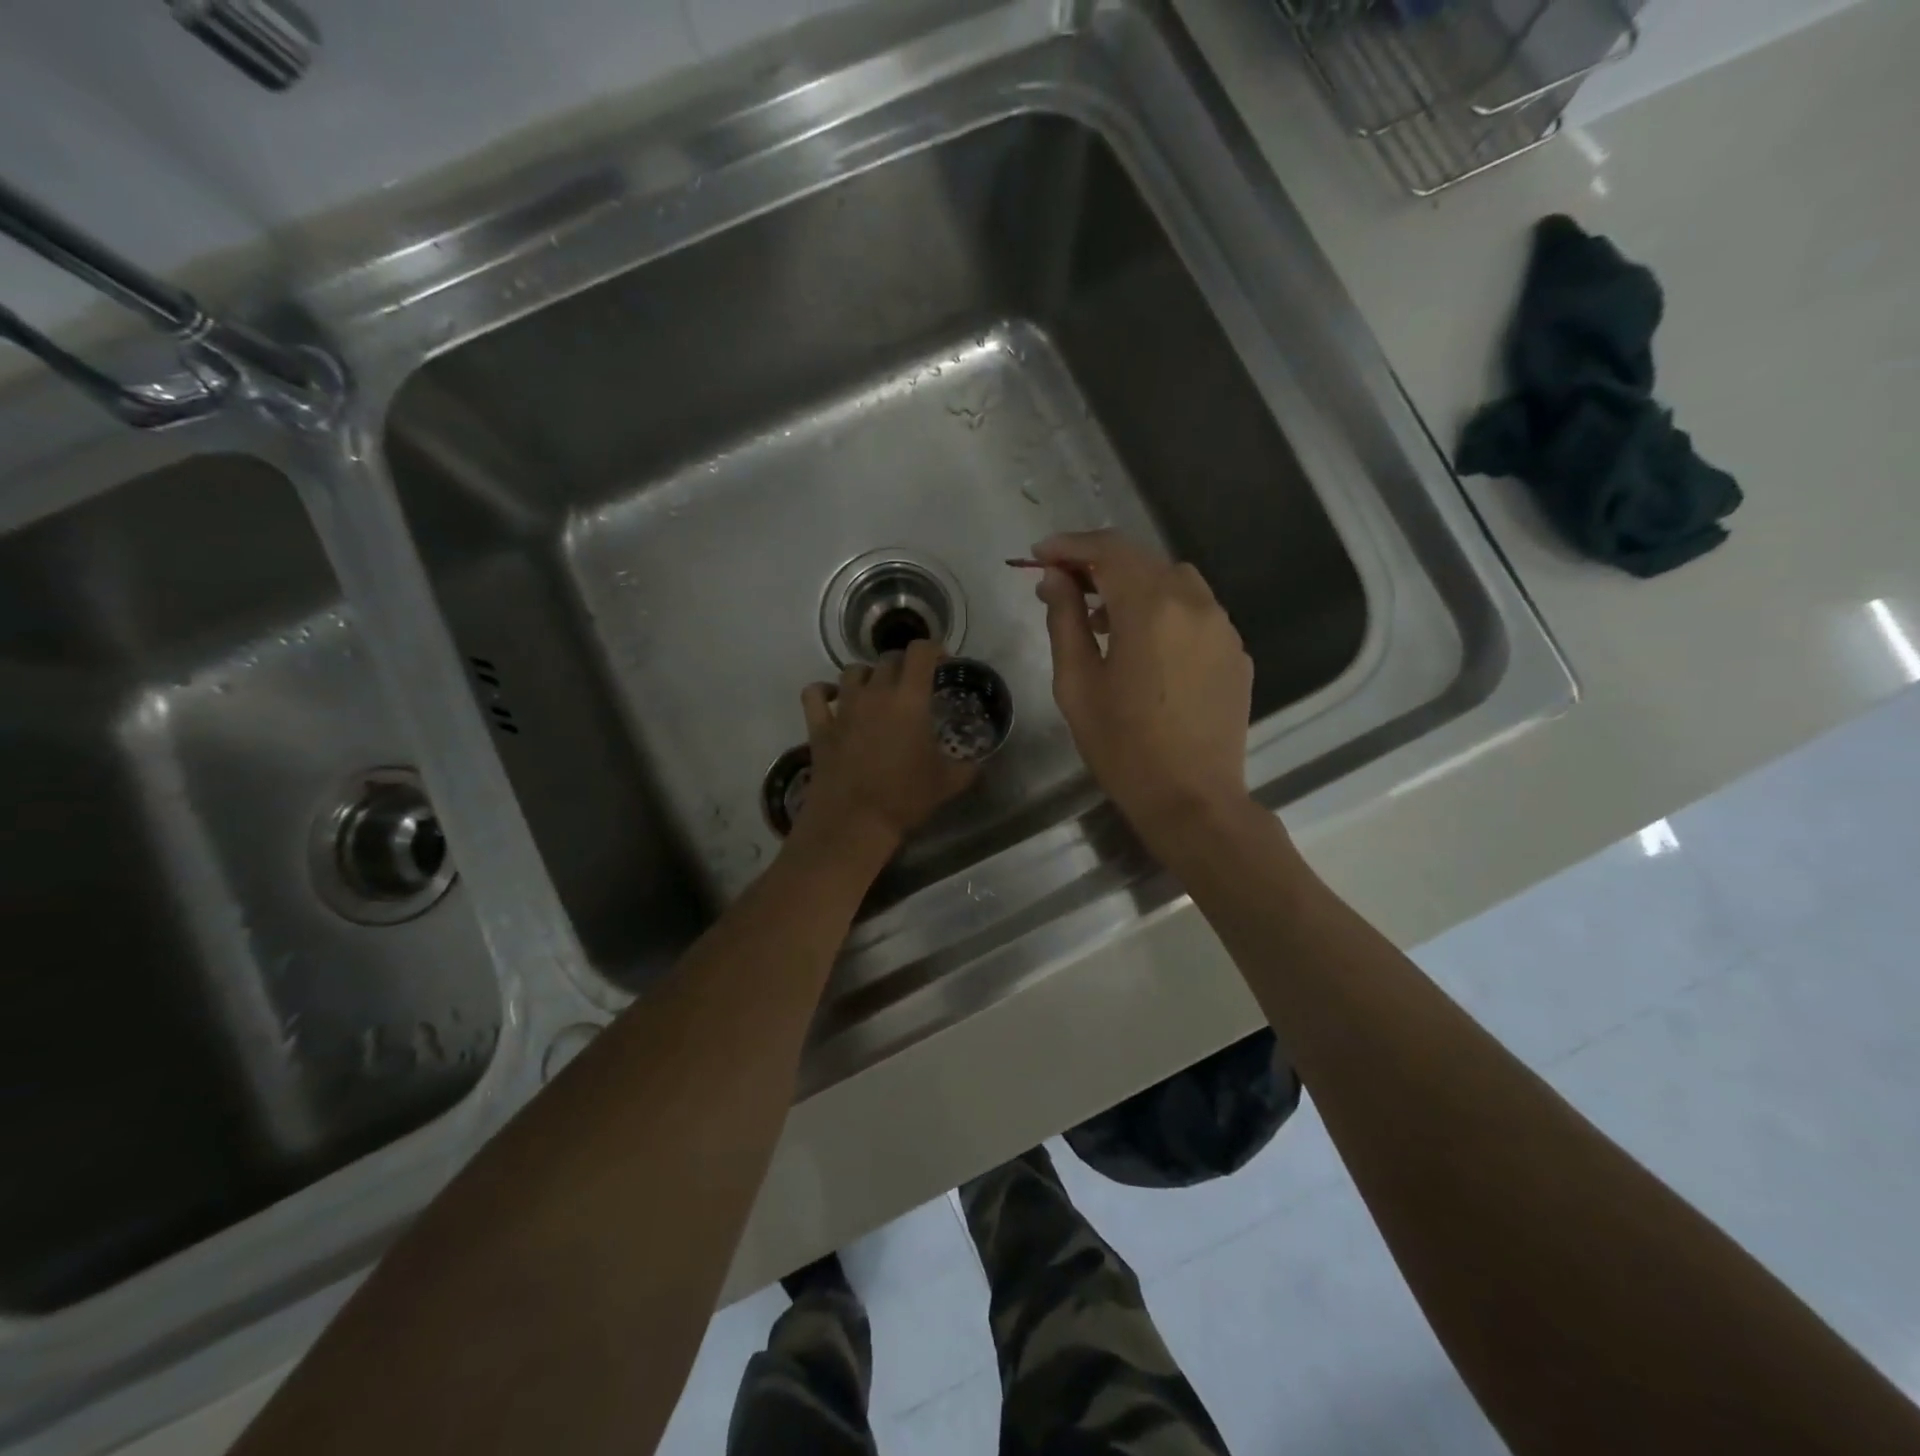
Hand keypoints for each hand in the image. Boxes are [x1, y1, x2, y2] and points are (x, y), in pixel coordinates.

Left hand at [795, 639, 978, 856]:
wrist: (853, 822)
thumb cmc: (905, 797)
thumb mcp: (949, 783)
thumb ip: (969, 766)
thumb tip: (981, 761)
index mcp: (910, 699)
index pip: (921, 652)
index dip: (934, 649)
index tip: (942, 662)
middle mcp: (875, 693)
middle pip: (888, 659)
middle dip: (904, 665)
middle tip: (914, 685)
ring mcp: (843, 707)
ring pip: (853, 671)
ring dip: (868, 675)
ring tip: (877, 691)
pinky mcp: (819, 726)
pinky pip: (815, 694)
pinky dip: (824, 691)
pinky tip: (833, 697)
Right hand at [1033, 530, 1253, 843]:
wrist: (1192, 800)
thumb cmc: (1123, 747)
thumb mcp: (1077, 684)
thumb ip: (1065, 620)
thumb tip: (1054, 578)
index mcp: (1152, 608)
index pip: (1108, 550)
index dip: (1070, 545)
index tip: (1040, 555)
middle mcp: (1195, 603)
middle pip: (1142, 560)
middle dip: (1099, 565)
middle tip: (1064, 586)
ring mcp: (1223, 628)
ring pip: (1174, 581)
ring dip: (1135, 586)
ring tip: (1103, 620)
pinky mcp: (1237, 653)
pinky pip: (1197, 612)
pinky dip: (1165, 612)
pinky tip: (1147, 649)